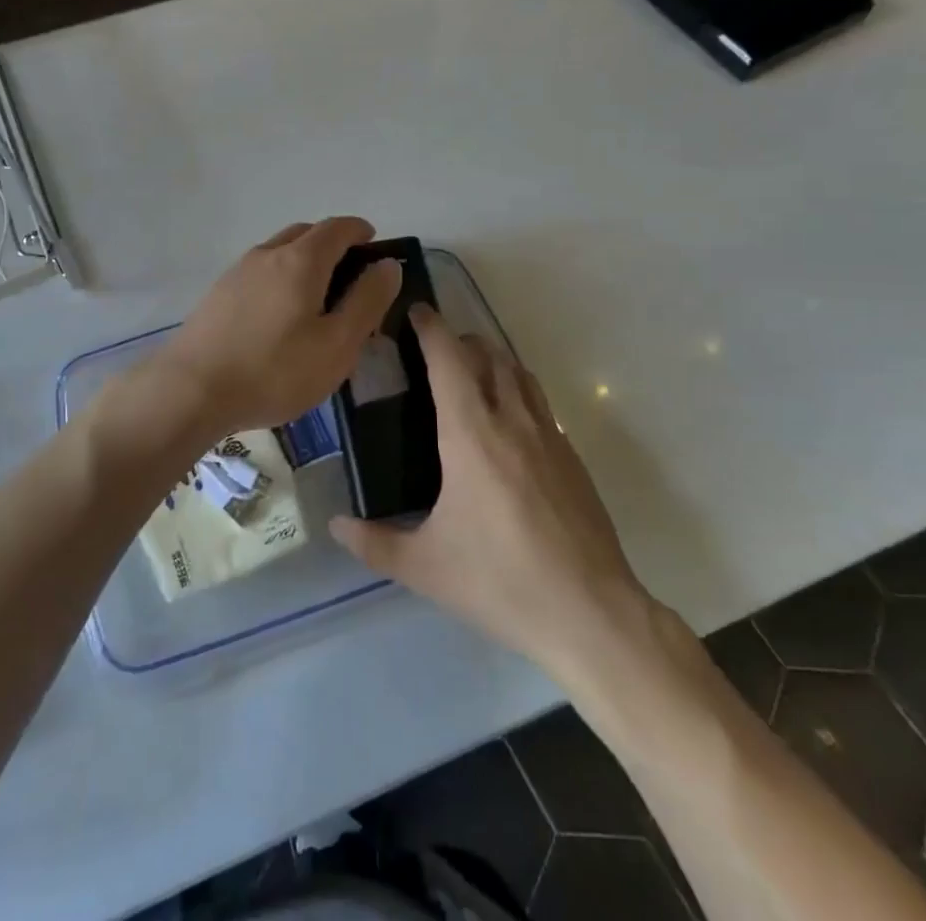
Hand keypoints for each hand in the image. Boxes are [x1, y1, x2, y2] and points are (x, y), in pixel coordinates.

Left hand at [143, 218, 402, 444]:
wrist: (191, 389)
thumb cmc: (275, 370)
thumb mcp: (337, 344)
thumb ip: (367, 301)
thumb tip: (388, 265)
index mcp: (301, 260)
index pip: (338, 228)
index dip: (360, 231)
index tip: (374, 245)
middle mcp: (268, 254)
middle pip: (306, 233)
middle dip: (333, 244)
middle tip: (350, 276)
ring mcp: (237, 271)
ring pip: (279, 251)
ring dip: (303, 260)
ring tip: (316, 298)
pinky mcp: (218, 293)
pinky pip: (259, 272)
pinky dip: (280, 277)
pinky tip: (279, 315)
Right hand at [330, 306, 654, 670]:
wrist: (590, 613)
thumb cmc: (499, 582)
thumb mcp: (425, 567)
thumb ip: (374, 543)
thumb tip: (335, 526)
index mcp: (471, 434)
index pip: (449, 359)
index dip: (431, 328)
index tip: (416, 311)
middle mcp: (512, 420)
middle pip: (488, 354)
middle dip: (460, 339)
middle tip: (434, 349)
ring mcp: (550, 436)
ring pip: (519, 372)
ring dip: (493, 359)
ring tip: (470, 374)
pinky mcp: (573, 457)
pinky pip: (540, 402)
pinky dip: (517, 389)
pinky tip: (507, 424)